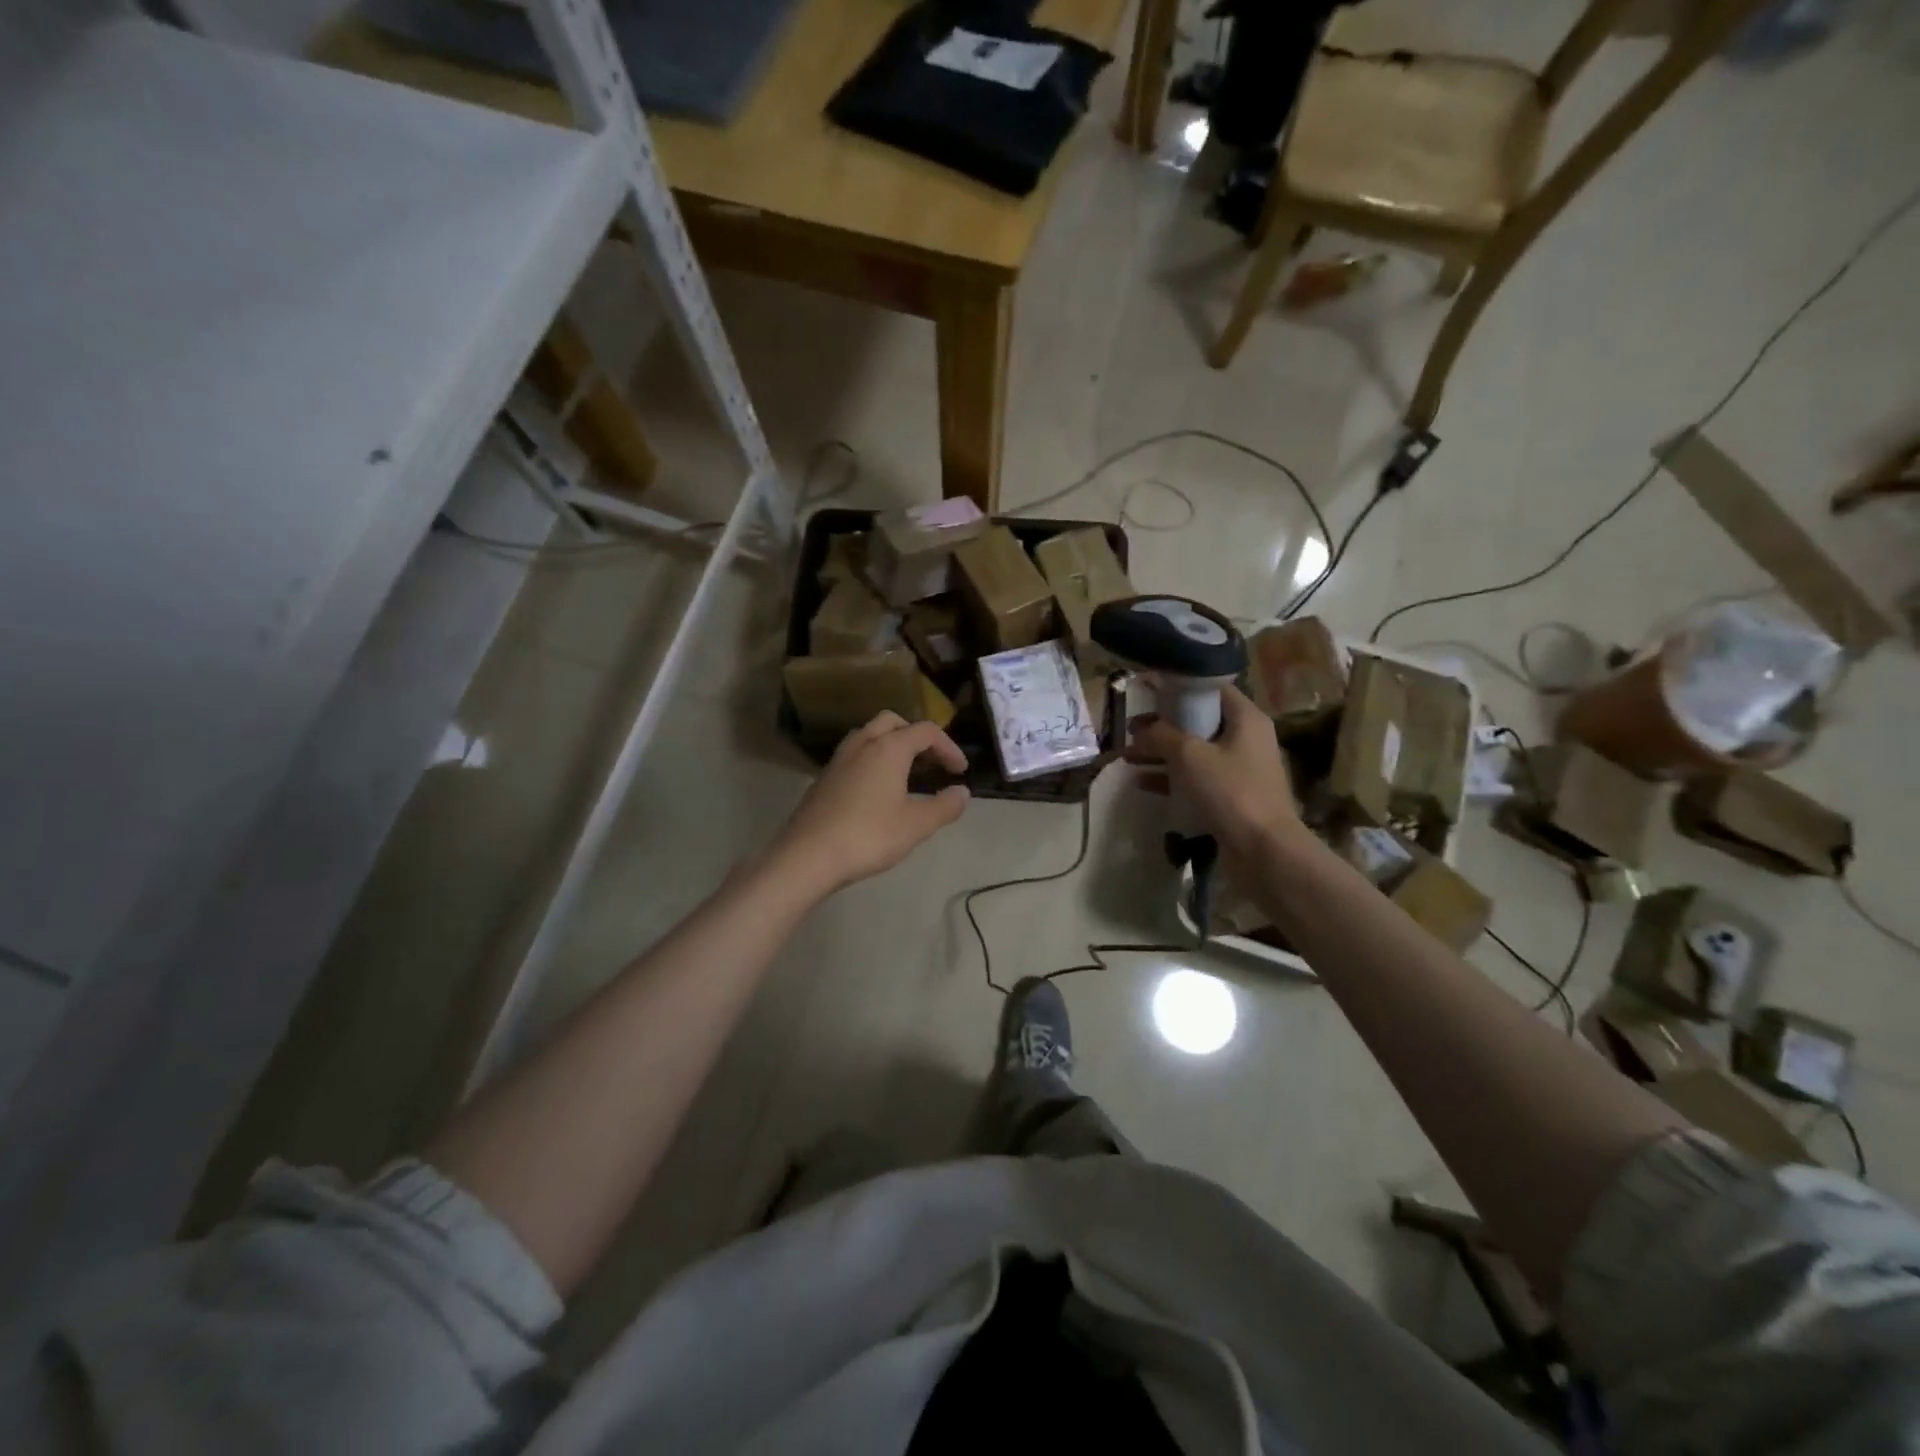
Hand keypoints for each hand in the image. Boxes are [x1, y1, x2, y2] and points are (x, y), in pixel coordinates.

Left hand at [770, 712, 970, 895]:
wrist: (808, 856)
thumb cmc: (869, 836)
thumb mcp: (916, 825)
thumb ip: (945, 806)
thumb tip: (962, 792)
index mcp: (889, 748)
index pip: (926, 732)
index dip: (949, 747)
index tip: (960, 772)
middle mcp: (862, 744)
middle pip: (893, 722)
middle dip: (916, 736)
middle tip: (931, 762)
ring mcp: (838, 760)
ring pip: (869, 735)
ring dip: (891, 745)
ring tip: (906, 773)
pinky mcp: (823, 778)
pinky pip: (854, 756)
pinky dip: (872, 760)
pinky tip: (877, 791)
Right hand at [1125, 685, 1299, 856]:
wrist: (1263, 849)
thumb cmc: (1229, 790)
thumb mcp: (1189, 755)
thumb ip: (1161, 735)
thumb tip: (1142, 730)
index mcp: (1245, 718)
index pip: (1211, 688)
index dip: (1179, 687)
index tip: (1149, 692)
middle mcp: (1246, 738)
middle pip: (1199, 721)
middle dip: (1163, 725)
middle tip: (1132, 729)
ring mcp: (1239, 769)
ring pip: (1194, 751)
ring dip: (1162, 753)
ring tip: (1128, 756)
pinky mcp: (1231, 796)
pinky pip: (1196, 778)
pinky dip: (1171, 778)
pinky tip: (1142, 782)